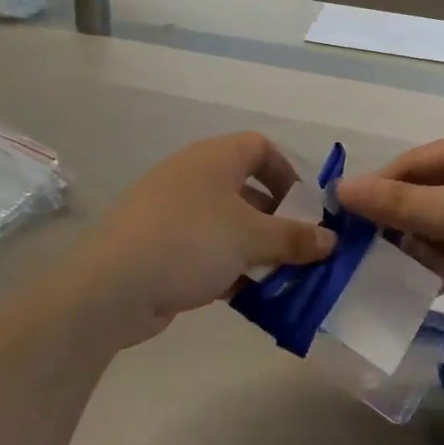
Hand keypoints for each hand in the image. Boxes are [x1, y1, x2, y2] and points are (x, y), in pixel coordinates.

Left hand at [64, 133, 334, 349]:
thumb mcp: (251, 238)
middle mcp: (192, 177)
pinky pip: (205, 249)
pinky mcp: (159, 246)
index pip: (260, 148)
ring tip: (279, 279)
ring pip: (226, 224)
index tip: (306, 209)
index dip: (288, 173)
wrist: (112, 286)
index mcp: (213, 159)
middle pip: (246, 189)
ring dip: (255, 249)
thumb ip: (295, 238)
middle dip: (276, 221)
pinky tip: (245, 296)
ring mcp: (171, 212)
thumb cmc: (190, 243)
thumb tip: (331, 240)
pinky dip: (228, 267)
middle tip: (298, 251)